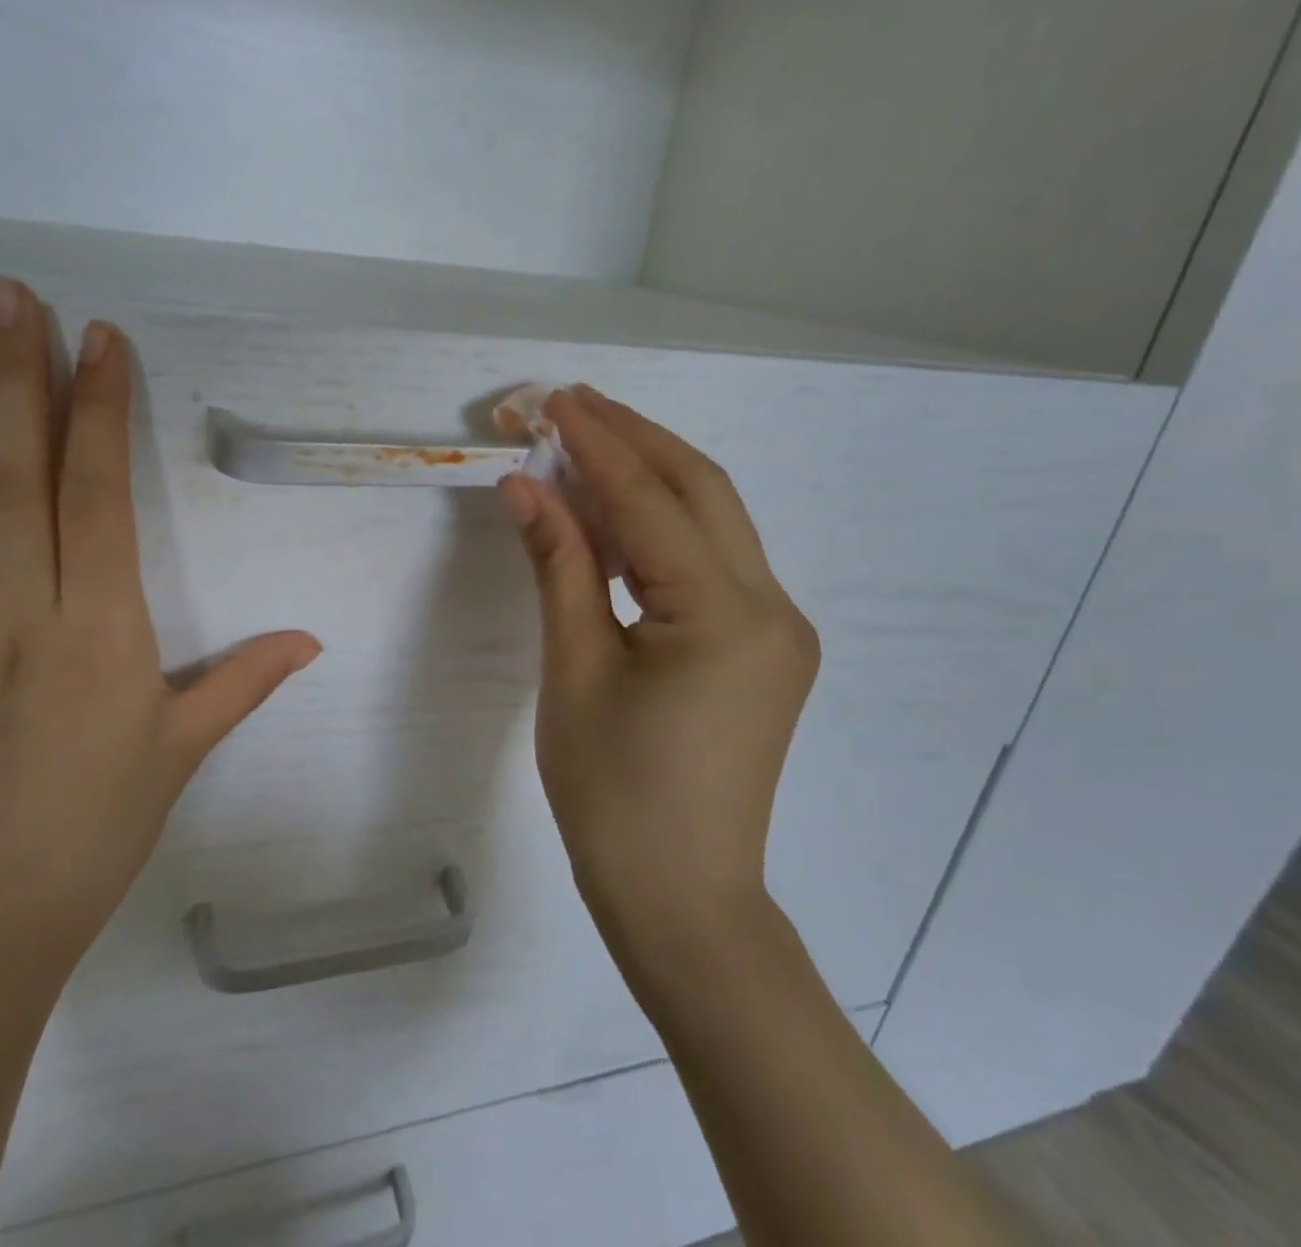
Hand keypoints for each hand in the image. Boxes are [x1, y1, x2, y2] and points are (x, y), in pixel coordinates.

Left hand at [0, 276, 320, 1007]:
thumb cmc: (101, 830)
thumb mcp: (184, 750)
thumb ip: (246, 682)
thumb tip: (311, 640)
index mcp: (99, 628)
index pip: (98, 496)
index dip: (101, 412)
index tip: (100, 339)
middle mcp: (20, 616)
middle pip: (14, 483)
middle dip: (17, 383)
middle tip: (5, 299)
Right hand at [496, 386, 817, 940]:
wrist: (680, 899)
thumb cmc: (613, 794)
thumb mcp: (573, 671)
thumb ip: (558, 565)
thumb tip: (524, 485)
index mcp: (726, 615)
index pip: (652, 500)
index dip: (596, 444)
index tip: (550, 400)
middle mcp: (771, 607)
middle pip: (701, 489)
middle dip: (634, 437)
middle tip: (571, 404)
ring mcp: (776, 628)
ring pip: (712, 520)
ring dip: (649, 476)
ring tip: (585, 444)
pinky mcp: (763, 648)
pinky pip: (711, 562)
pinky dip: (661, 527)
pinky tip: (615, 516)